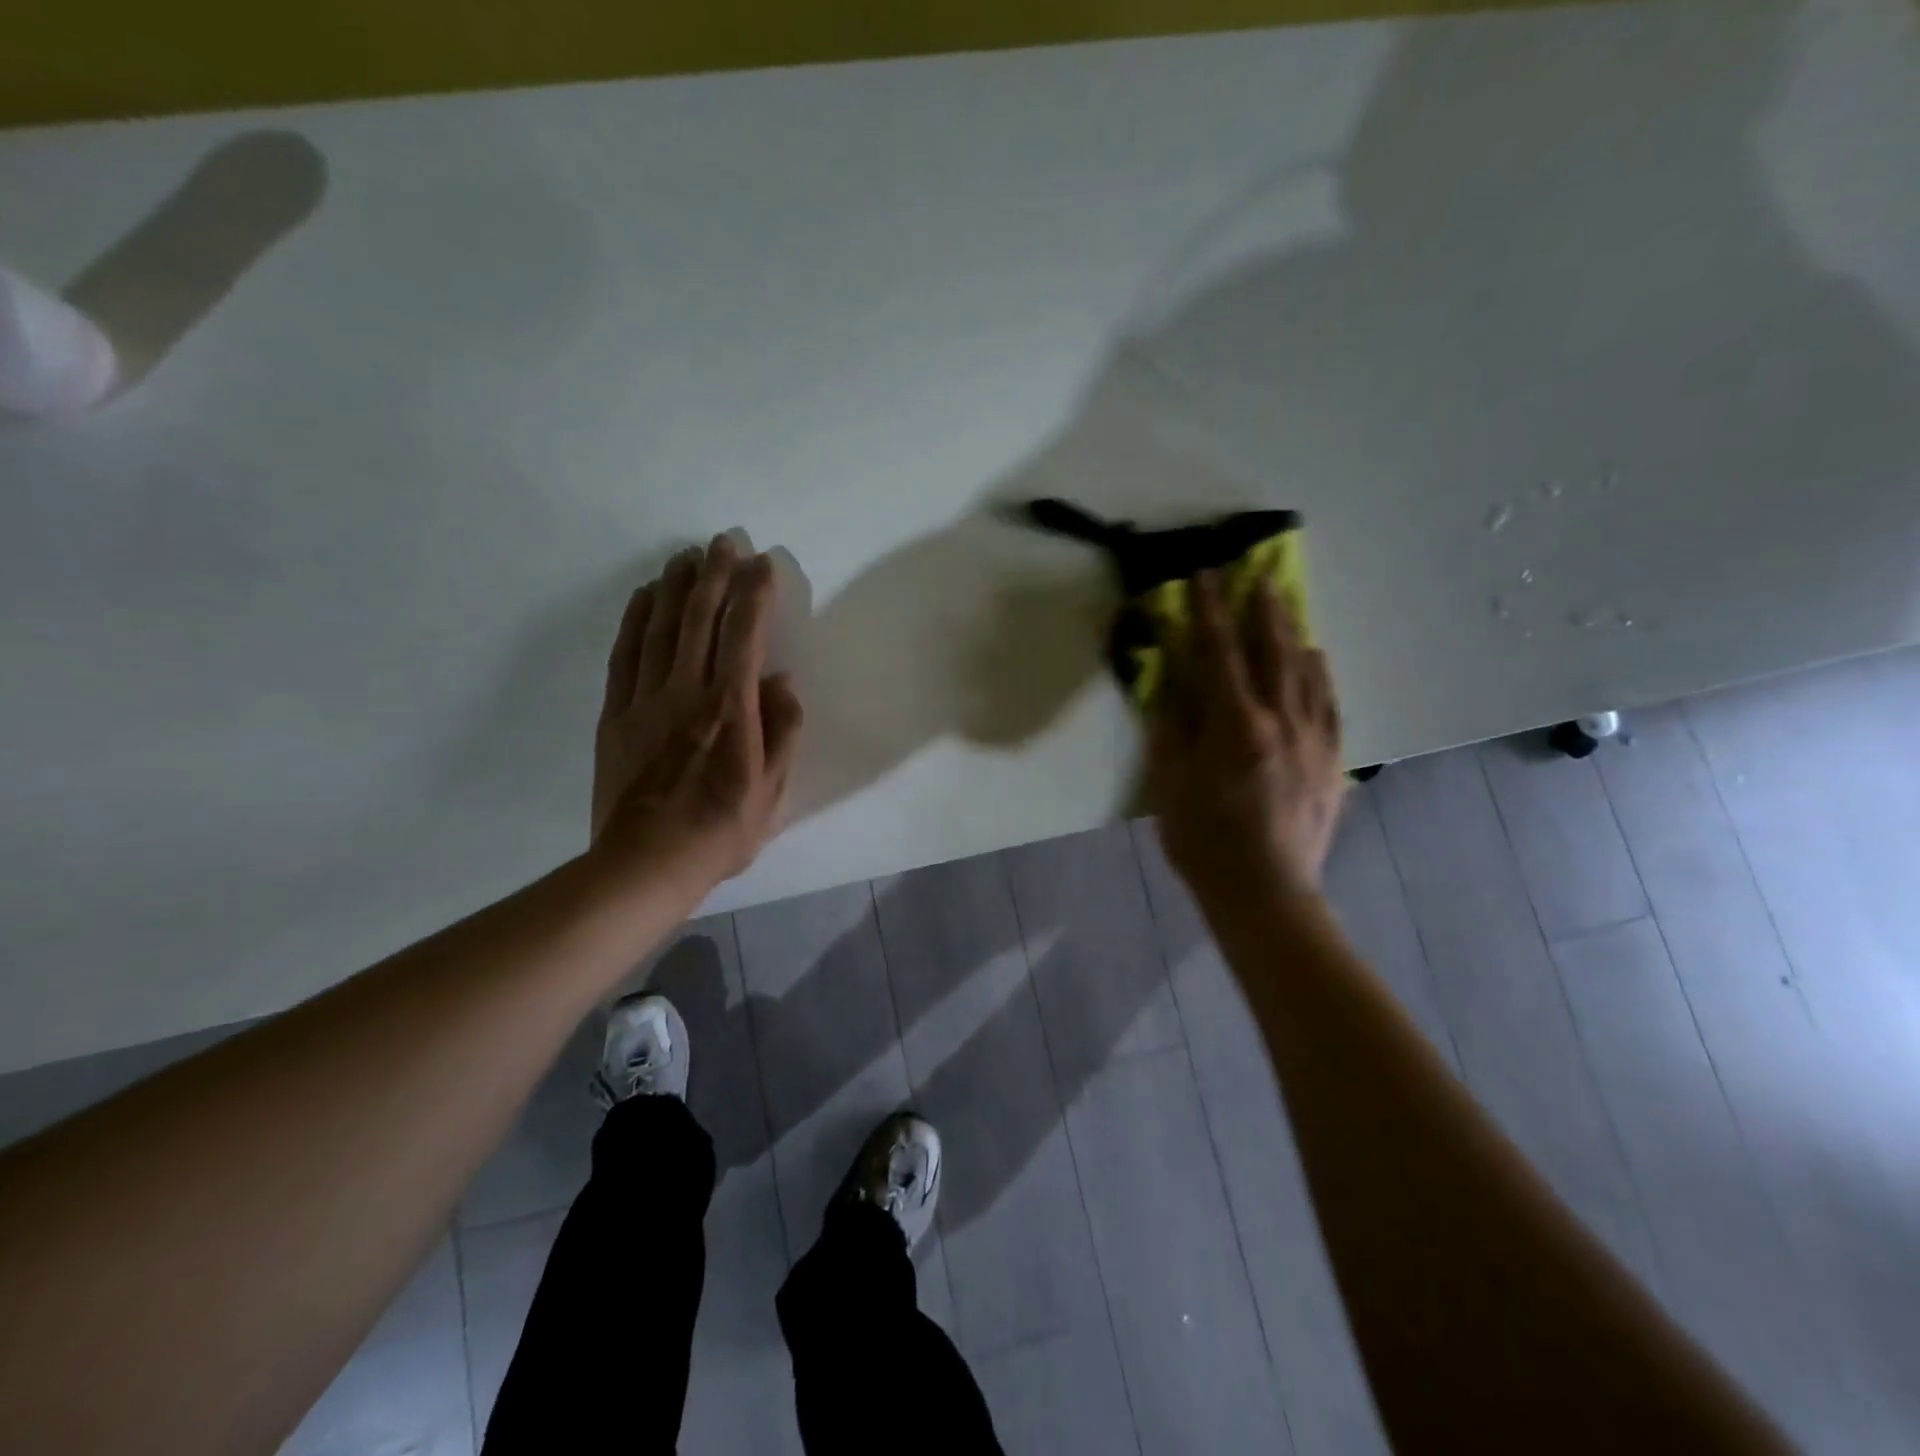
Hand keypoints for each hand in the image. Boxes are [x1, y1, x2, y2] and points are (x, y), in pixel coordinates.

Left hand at [591, 535, 804, 902]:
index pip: (744, 636)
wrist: (646, 863)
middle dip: (715, 575)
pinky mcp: (616, 713)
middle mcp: (687, 692)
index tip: (764, 564)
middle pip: (699, 619)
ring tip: (687, 556)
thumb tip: (780, 683)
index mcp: (730, 710)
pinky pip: (624, 654)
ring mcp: (645, 700)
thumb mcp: (773, 791)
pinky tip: (643, 596)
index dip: (755, 595)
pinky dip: (634, 619)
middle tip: (724, 542)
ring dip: (675, 587)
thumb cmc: (721, 830)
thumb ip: (783, 732)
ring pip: (660, 628)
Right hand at [1146, 572, 1345, 899]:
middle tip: (1257, 574)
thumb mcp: (1170, 784)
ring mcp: (1313, 741)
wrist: (1265, 892)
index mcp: (1235, 726)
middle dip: (1262, 609)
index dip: (1209, 611)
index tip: (1205, 575)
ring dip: (1292, 633)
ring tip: (1286, 605)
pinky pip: (1330, 705)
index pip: (1219, 654)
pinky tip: (1317, 660)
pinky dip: (1321, 675)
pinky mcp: (1332, 762)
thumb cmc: (1204, 841)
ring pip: (1306, 673)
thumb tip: (1172, 681)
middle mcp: (1281, 722)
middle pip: (1272, 652)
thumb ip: (1172, 728)